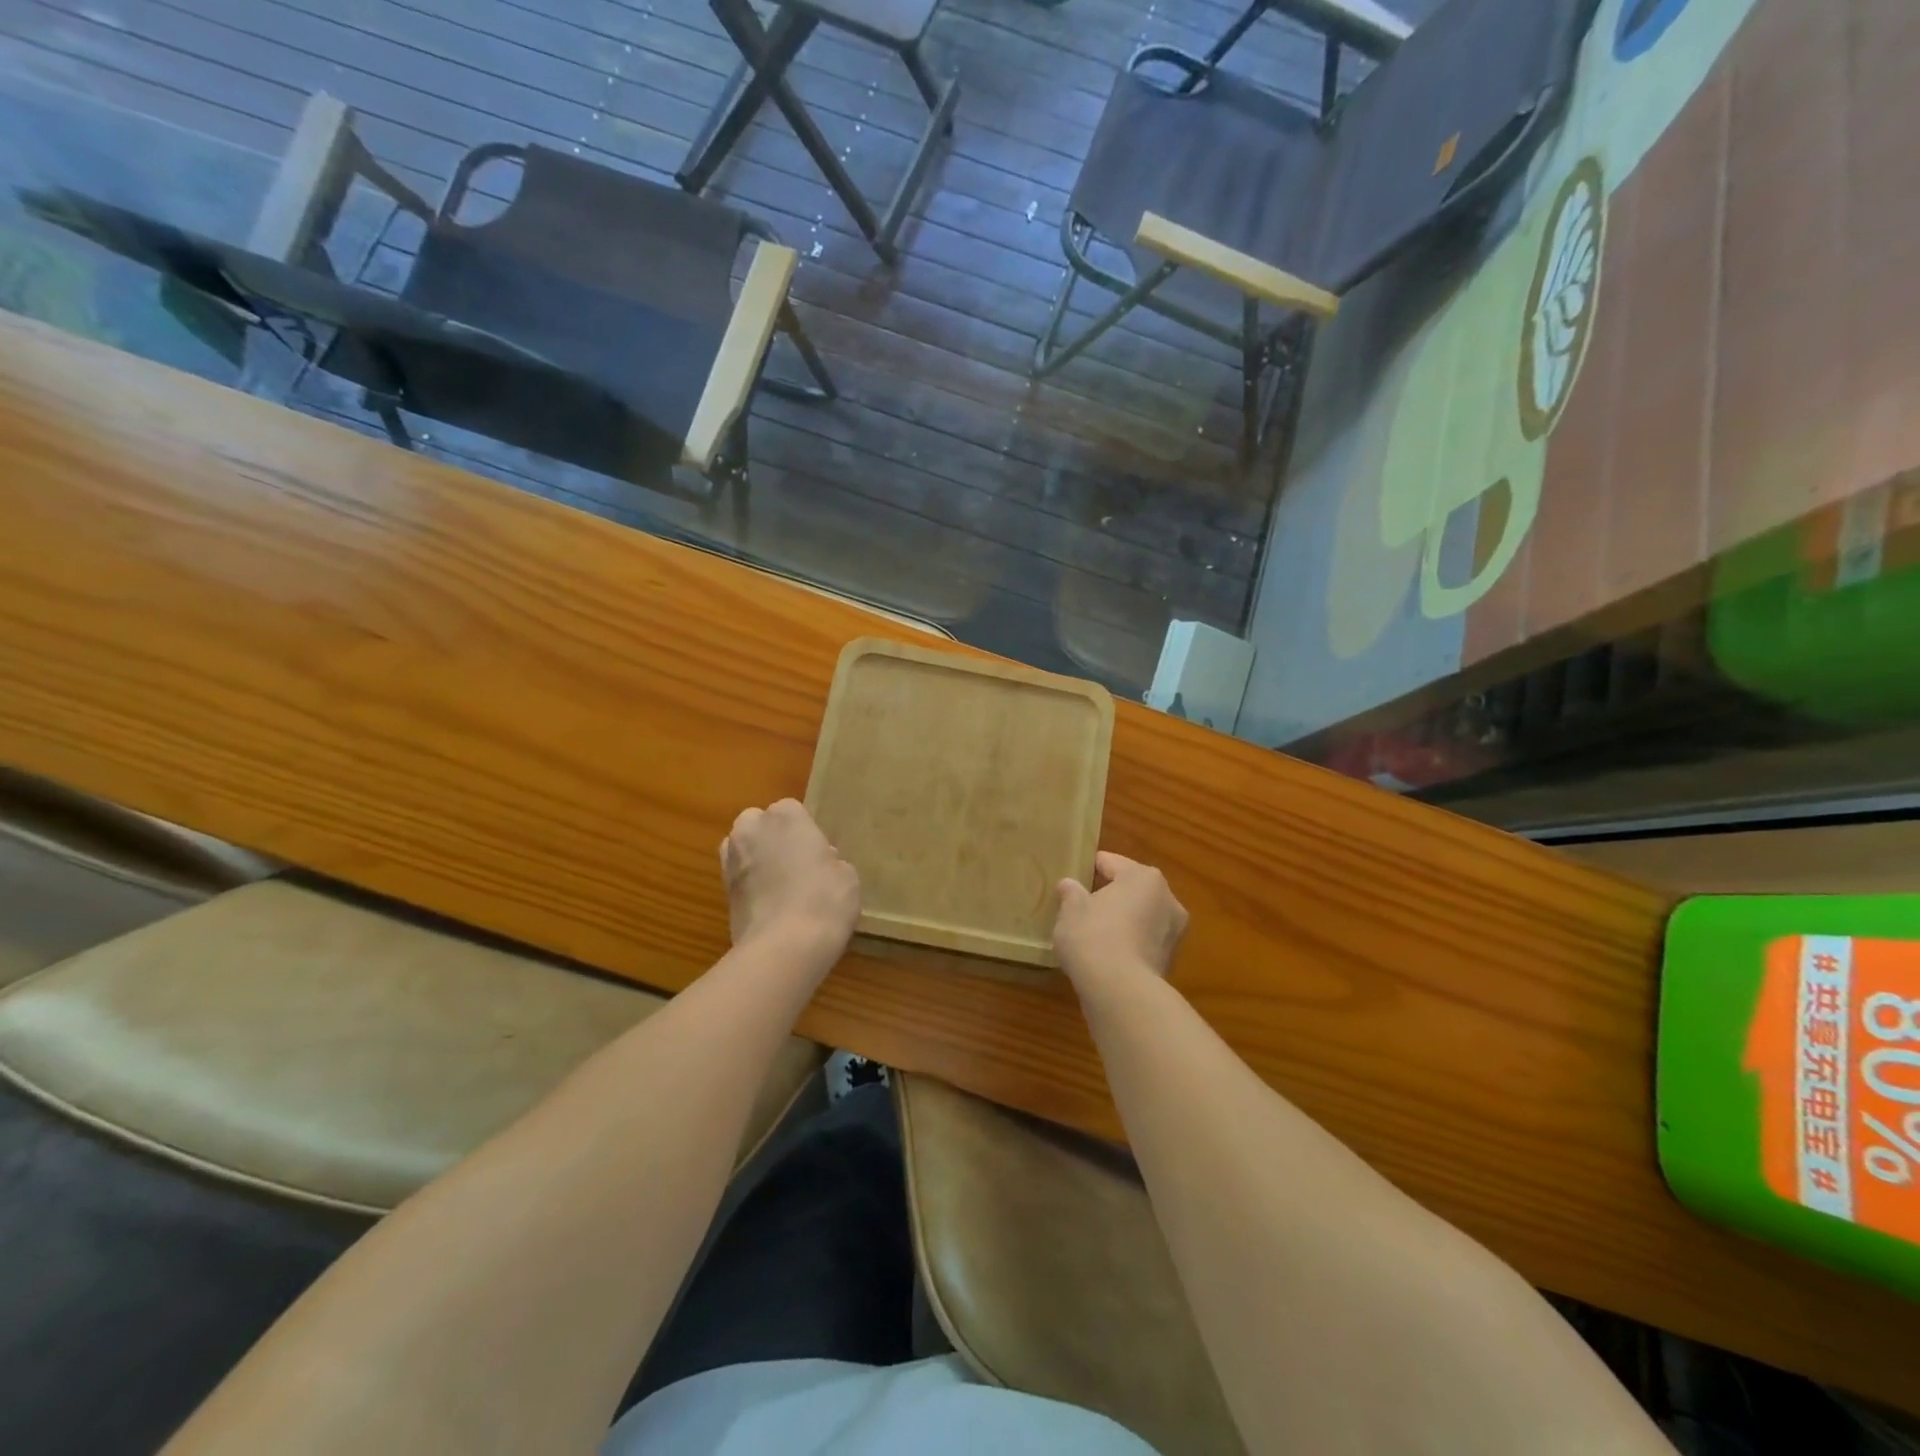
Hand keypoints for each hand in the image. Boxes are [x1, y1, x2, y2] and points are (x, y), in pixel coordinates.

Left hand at [721, 799, 860, 975]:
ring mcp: (731, 861)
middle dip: (772, 838)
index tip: (817, 851)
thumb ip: (830, 860)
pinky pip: (739, 879)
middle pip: (758, 824)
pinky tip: (770, 905)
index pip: (791, 810)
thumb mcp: (846, 875)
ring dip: (756, 859)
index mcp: (785, 816)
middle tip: (796, 863)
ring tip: (780, 885)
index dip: (804, 830)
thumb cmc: (824, 900)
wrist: (784, 948)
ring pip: (742, 850)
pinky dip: (750, 886)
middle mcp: (751, 830)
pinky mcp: (722, 893)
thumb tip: (819, 862)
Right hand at [1053, 852, 1188, 993]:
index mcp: (1143, 877)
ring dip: (1120, 921)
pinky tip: (1105, 955)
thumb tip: (1069, 885)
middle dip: (1108, 896)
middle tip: (1080, 906)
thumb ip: (1070, 893)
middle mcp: (1167, 899)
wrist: (1120, 992)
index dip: (1088, 868)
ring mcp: (1173, 933)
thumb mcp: (1071, 910)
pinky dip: (1127, 944)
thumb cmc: (1094, 937)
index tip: (1071, 878)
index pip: (1110, 862)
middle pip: (1130, 889)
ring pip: (1139, 917)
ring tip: (1091, 933)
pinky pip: (1142, 942)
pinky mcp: (1170, 961)